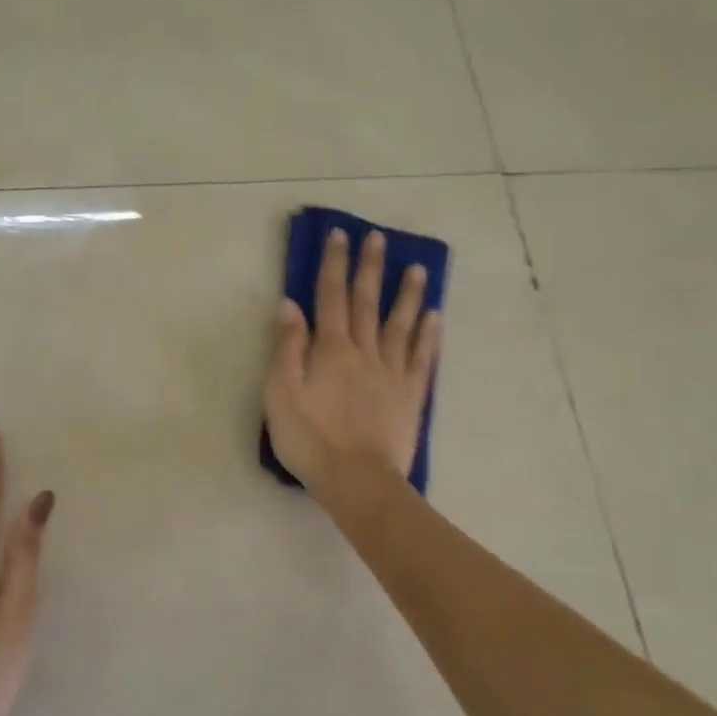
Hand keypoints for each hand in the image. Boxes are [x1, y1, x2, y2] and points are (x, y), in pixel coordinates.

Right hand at [263, 227, 440, 494]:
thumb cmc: (309, 437)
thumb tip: (289, 304)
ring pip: (400, 324)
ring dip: (407, 294)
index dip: (333, 265)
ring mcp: (391, 372)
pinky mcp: (410, 396)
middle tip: (378, 238)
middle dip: (370, 268)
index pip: (330, 297)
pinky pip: (422, 358)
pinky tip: (435, 316)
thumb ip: (287, 346)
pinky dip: (428, 335)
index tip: (340, 236)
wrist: (355, 479)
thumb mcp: (281, 391)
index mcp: (330, 349)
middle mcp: (364, 351)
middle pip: (367, 302)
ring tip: (417, 268)